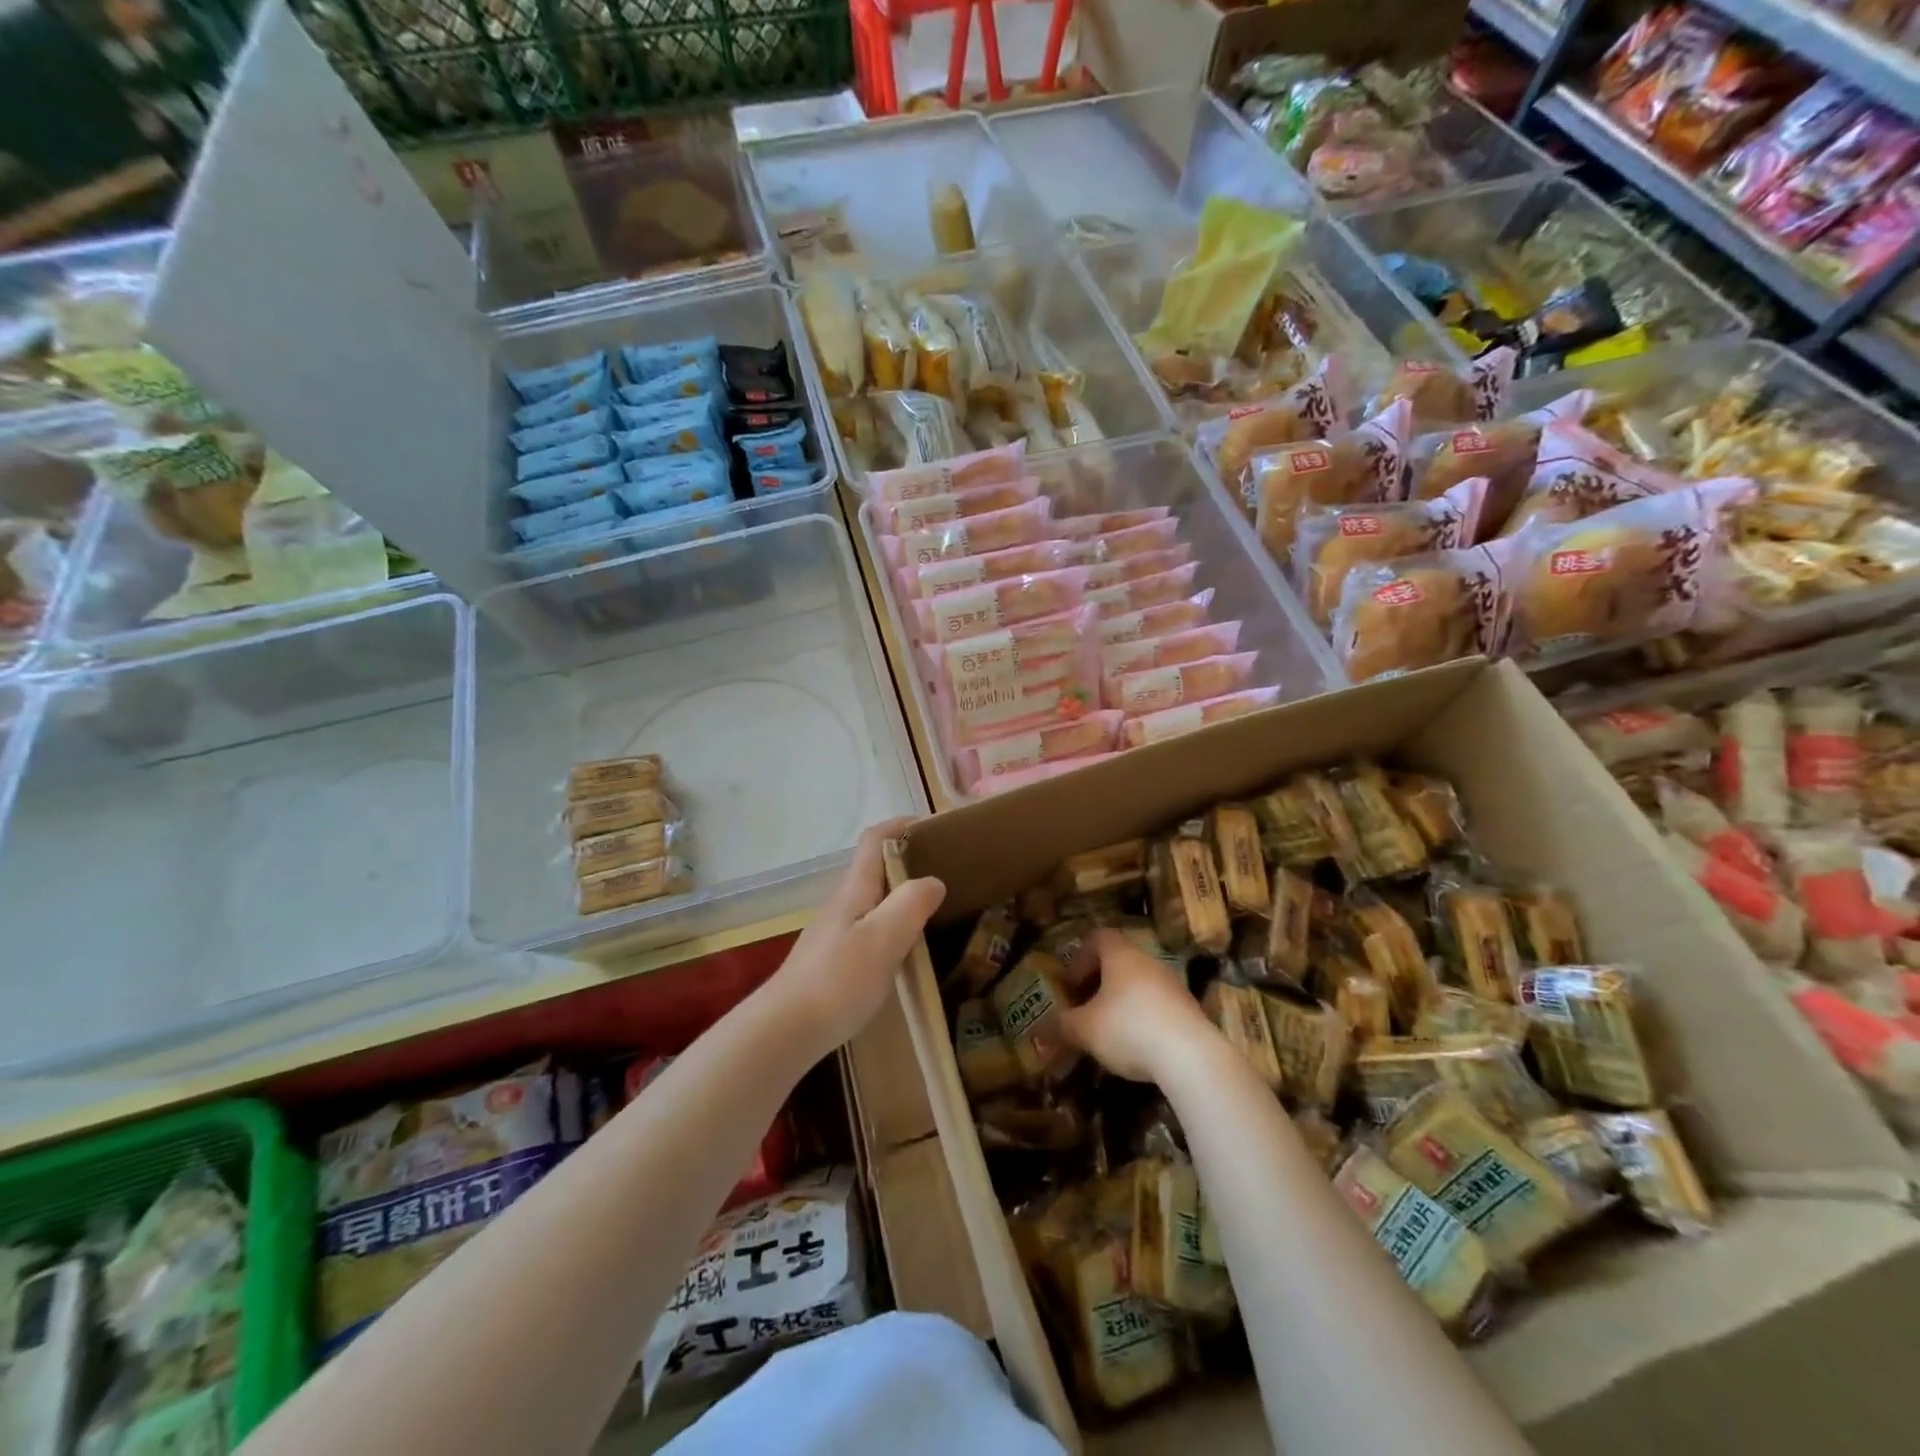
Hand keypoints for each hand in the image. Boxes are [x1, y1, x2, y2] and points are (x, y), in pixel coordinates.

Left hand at [770, 818, 945, 1053]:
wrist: (786, 1030)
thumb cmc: (838, 980)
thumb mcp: (883, 939)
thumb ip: (911, 904)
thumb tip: (933, 880)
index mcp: (854, 890)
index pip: (874, 840)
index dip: (900, 825)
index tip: (931, 826)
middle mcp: (842, 903)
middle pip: (874, 868)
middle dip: (907, 859)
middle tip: (944, 869)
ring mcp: (835, 932)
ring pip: (872, 899)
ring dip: (900, 894)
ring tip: (932, 907)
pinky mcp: (833, 959)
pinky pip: (869, 927)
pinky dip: (892, 924)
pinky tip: (905, 948)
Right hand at [1061, 929, 1217, 1082]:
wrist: (1191, 1056)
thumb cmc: (1128, 1028)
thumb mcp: (1085, 1029)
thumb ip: (1060, 1027)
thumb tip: (1038, 1032)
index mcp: (1120, 955)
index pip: (1098, 937)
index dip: (1080, 957)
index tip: (1071, 985)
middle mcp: (1147, 961)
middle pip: (1119, 961)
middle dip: (1098, 983)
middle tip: (1084, 1008)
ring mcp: (1172, 984)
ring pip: (1139, 983)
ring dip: (1121, 1001)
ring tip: (1107, 1031)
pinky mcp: (1189, 1010)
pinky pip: (1158, 1005)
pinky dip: (1142, 1017)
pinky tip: (1136, 1045)